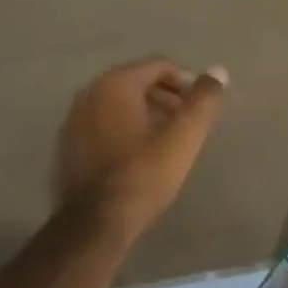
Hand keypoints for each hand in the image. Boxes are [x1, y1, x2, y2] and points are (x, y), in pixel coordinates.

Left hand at [53, 58, 228, 240]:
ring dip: (146, 114)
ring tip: (168, 140)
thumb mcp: (183, 137)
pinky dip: (125, 129)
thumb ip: (204, 100)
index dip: (186, 81)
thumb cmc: (143, 174)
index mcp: (115, 84)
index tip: (201, 106)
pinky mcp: (68, 146)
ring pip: (119, 105)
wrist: (95, 222)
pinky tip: (140, 156)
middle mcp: (89, 93)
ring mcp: (73, 120)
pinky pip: (103, 124)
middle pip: (137, 83)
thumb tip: (218, 71)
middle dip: (166, 97)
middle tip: (188, 123)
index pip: (158, 65)